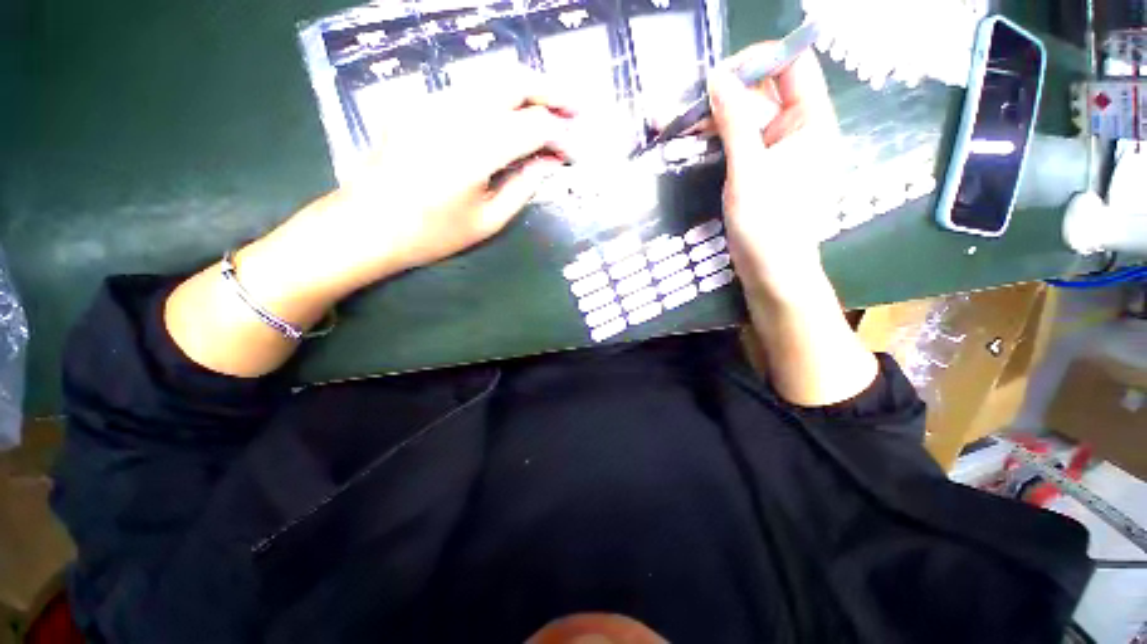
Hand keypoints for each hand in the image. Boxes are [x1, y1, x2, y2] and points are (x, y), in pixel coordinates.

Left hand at [248, 72, 578, 302]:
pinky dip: (498, 98)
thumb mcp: (488, 220)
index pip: (533, 127)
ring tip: (549, 109)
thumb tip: (550, 162)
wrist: (367, 225)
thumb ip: (524, 186)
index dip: (560, 136)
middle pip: (513, 82)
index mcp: (475, 150)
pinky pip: (469, 91)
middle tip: (575, 108)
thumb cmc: (432, 234)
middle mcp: (454, 113)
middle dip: (551, 92)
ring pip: (491, 79)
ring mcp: (432, 102)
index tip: (573, 153)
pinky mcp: (419, 104)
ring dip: (526, 90)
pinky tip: (509, 117)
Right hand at [707, 46, 841, 301]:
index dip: (758, 62)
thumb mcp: (749, 172)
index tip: (718, 77)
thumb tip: (717, 78)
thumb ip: (735, 123)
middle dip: (724, 94)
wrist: (770, 272)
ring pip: (745, 119)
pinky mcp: (759, 170)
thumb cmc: (768, 226)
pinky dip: (715, 140)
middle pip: (763, 93)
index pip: (792, 66)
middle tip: (685, 107)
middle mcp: (796, 129)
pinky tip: (690, 142)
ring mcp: (776, 151)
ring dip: (712, 119)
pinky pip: (738, 143)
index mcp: (811, 121)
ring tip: (676, 124)